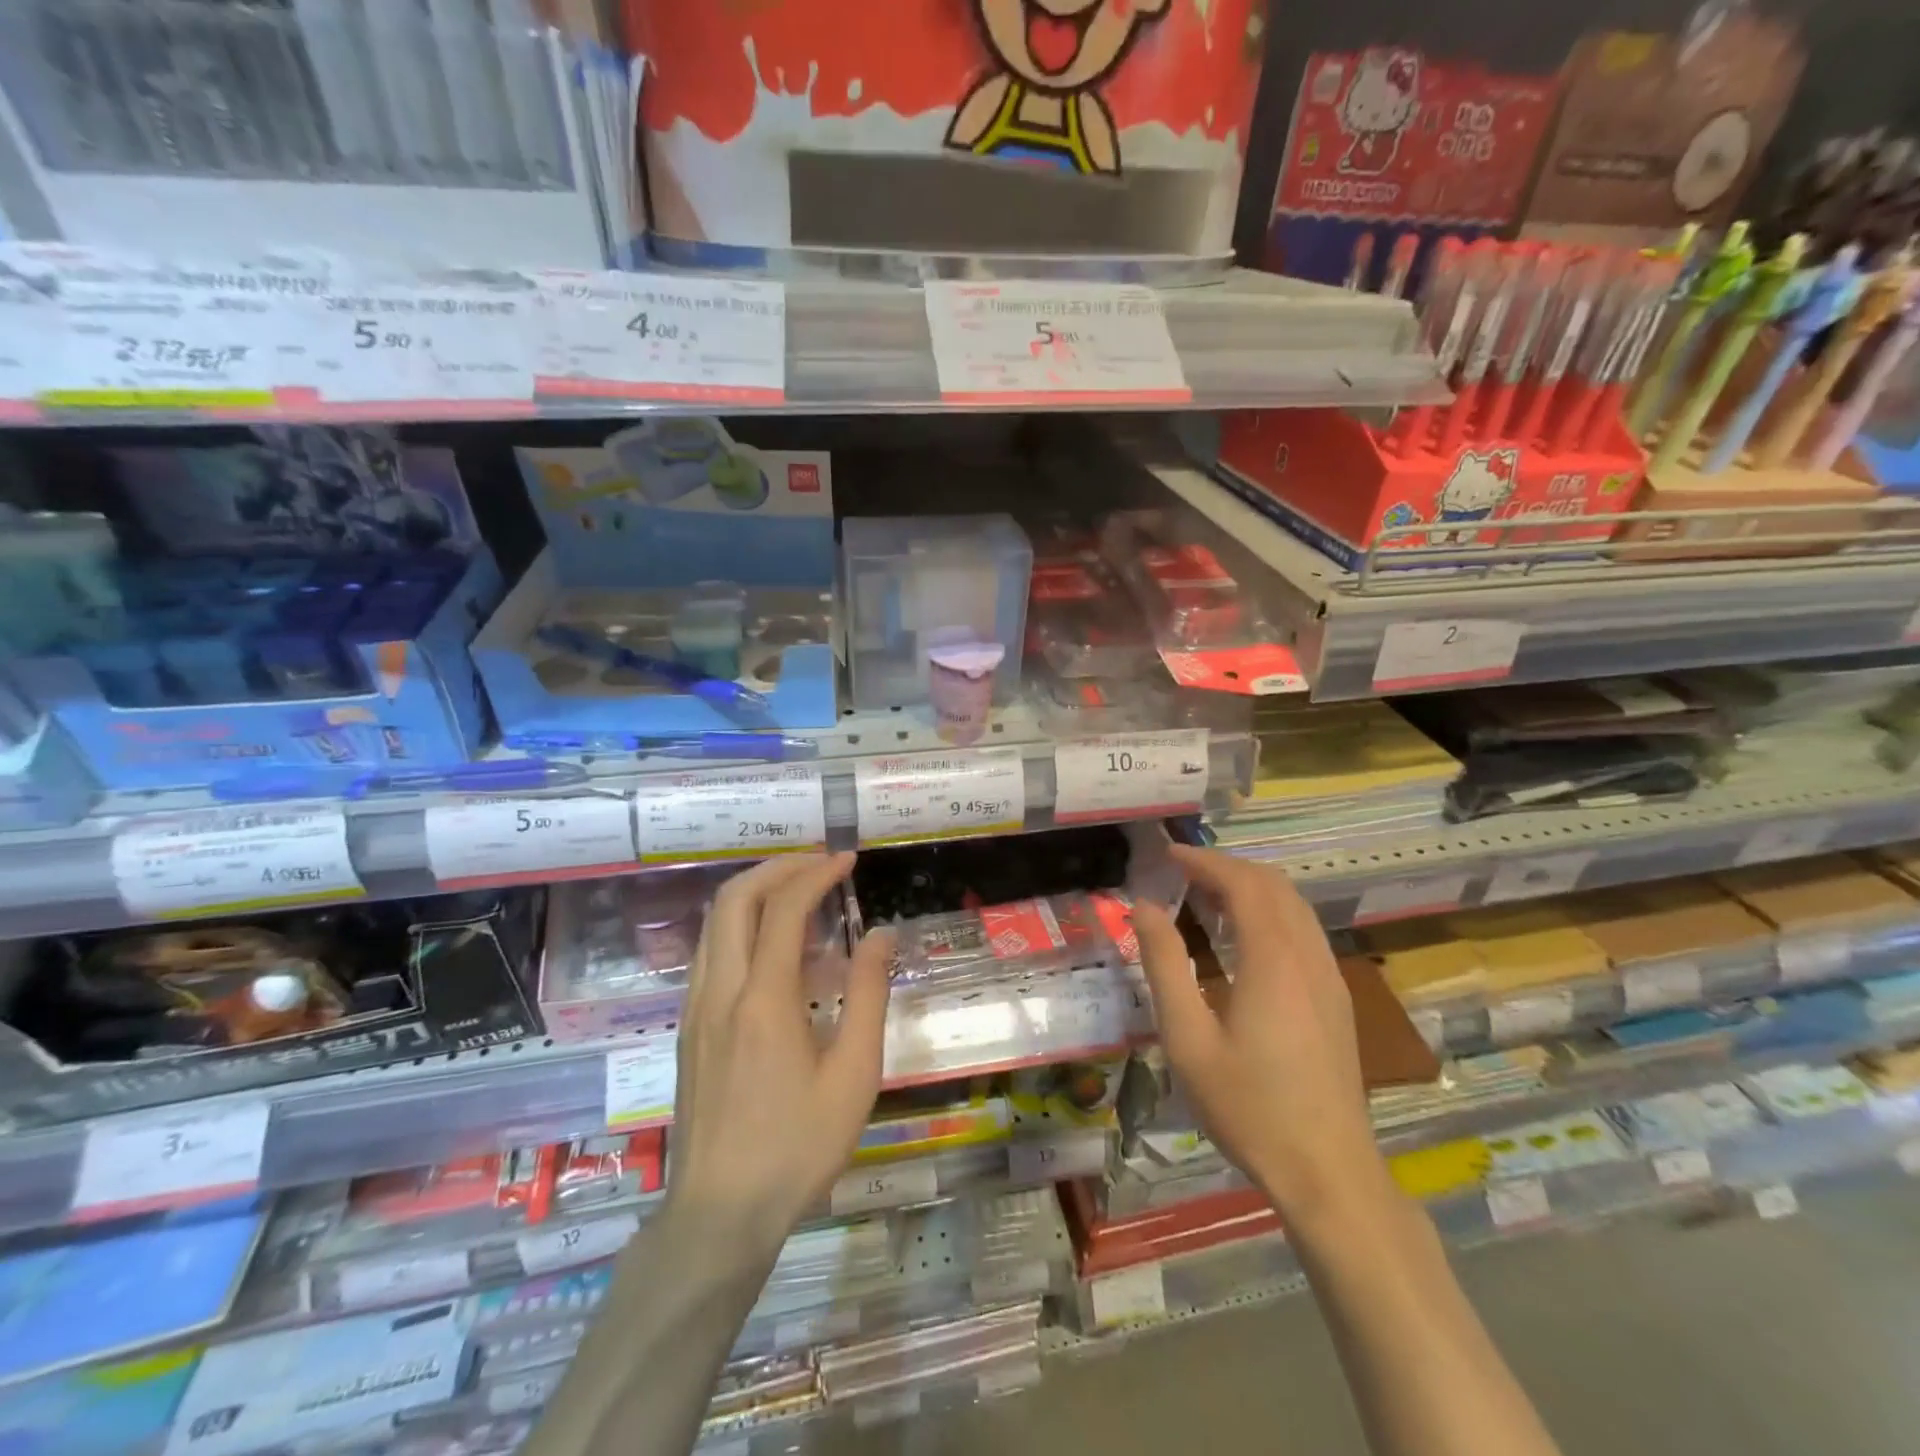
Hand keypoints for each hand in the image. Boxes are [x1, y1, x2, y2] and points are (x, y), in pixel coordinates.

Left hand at [665, 853, 893, 1256]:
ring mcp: (696, 1009)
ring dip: (754, 893)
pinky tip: (772, 946)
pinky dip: (740, 925)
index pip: (784, 909)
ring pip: (714, 923)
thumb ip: (869, 995)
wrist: (719, 1216)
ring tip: (798, 894)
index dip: (816, 874)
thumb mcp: (854, 1074)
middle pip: (734, 900)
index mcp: (763, 1000)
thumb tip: (880, 934)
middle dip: (777, 868)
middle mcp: (720, 991)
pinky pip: (710, 952)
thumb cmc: (797, 1147)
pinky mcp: (688, 1028)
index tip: (847, 861)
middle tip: (818, 866)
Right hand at [1134, 845, 1392, 1230]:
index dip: (1205, 861)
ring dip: (1251, 888)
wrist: (1328, 1171)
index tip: (1168, 855)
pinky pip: (1304, 930)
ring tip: (1205, 897)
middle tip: (1182, 873)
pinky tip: (1242, 938)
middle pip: (1274, 885)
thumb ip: (1164, 965)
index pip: (1243, 884)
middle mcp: (1308, 957)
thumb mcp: (1188, 1038)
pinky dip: (1270, 912)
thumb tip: (1143, 908)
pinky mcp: (1335, 998)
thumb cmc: (1248, 1106)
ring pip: (1294, 906)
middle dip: (1227, 868)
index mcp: (1272, 960)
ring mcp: (1329, 977)